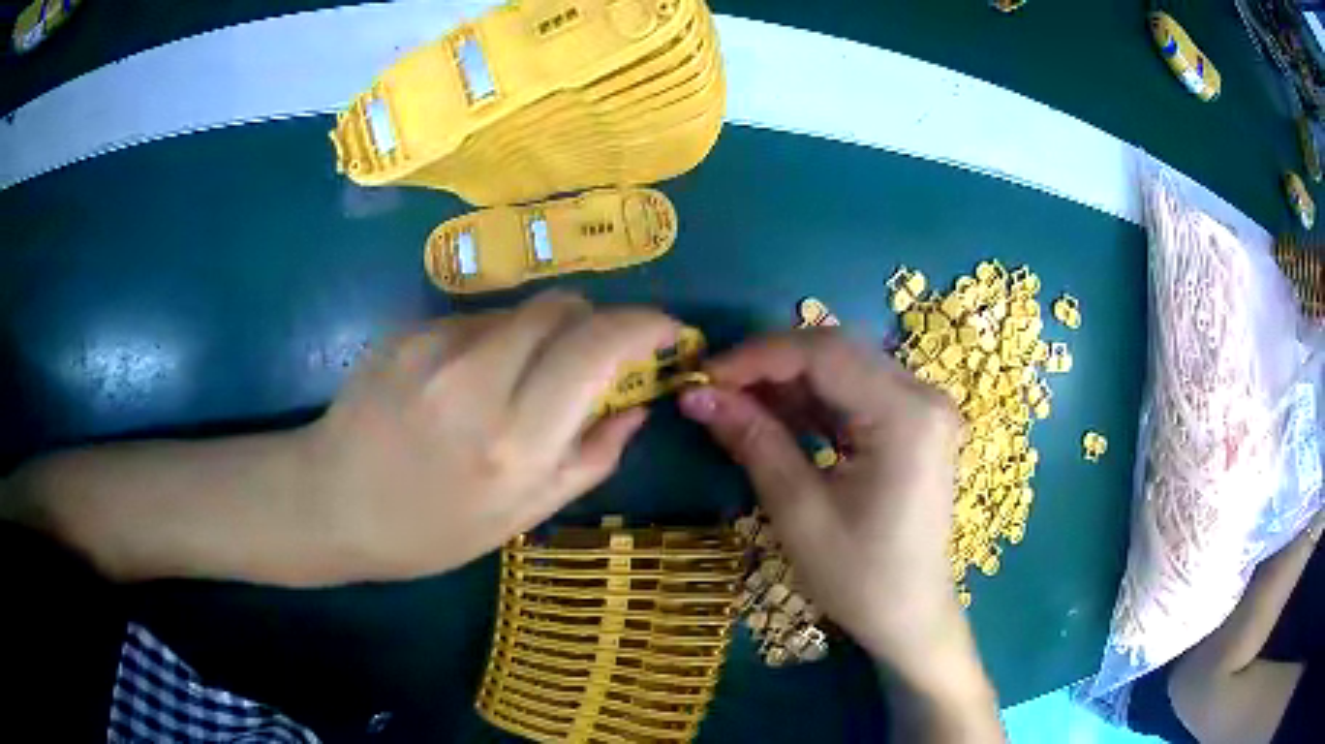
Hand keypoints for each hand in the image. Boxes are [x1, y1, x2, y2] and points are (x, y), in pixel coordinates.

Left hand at [304, 292, 676, 581]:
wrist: (330, 503)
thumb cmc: (428, 530)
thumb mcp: (521, 516)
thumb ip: (590, 457)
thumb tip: (637, 407)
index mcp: (514, 440)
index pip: (598, 346)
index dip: (646, 325)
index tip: (668, 331)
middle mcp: (477, 379)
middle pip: (564, 306)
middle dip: (595, 323)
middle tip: (592, 360)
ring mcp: (434, 346)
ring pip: (520, 311)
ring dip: (540, 336)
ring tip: (514, 385)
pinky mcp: (407, 330)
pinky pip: (475, 319)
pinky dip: (493, 341)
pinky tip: (464, 383)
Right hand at [678, 330, 964, 673]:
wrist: (910, 616)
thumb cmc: (859, 577)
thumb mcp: (799, 511)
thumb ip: (753, 441)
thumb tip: (696, 394)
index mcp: (907, 415)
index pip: (825, 353)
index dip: (758, 356)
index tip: (704, 375)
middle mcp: (923, 396)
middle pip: (837, 352)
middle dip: (770, 365)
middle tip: (714, 389)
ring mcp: (923, 408)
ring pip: (845, 369)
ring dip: (788, 382)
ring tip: (735, 403)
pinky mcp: (915, 424)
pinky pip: (857, 394)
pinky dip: (813, 401)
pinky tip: (776, 417)